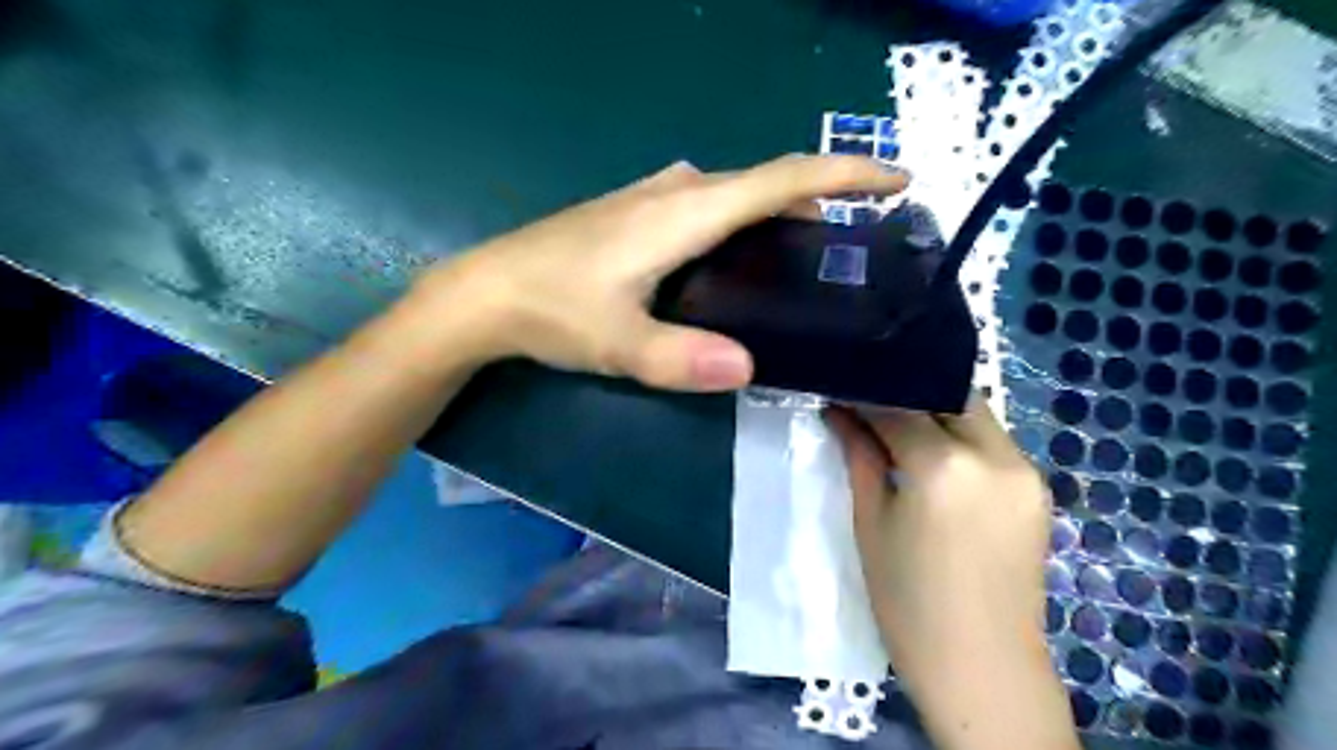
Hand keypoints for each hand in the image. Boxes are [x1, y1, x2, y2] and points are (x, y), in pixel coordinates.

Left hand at [420, 159, 908, 391]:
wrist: (487, 292)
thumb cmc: (553, 310)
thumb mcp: (620, 344)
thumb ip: (682, 359)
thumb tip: (750, 370)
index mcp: (685, 212)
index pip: (783, 180)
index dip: (845, 175)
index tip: (896, 180)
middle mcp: (677, 191)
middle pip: (767, 184)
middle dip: (821, 202)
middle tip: (853, 247)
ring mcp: (654, 197)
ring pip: (737, 195)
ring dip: (780, 215)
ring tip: (807, 260)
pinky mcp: (638, 212)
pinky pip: (711, 206)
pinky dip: (744, 222)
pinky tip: (742, 261)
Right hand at [827, 397, 1072, 749]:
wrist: (982, 668)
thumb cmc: (908, 602)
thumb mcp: (871, 524)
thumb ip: (860, 457)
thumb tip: (839, 412)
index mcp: (944, 467)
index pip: (897, 408)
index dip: (864, 397)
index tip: (839, 393)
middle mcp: (995, 456)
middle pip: (947, 396)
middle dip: (907, 394)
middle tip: (869, 408)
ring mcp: (1025, 471)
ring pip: (975, 414)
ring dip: (935, 412)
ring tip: (898, 431)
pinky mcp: (1037, 489)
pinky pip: (993, 442)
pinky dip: (960, 437)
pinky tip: (934, 459)